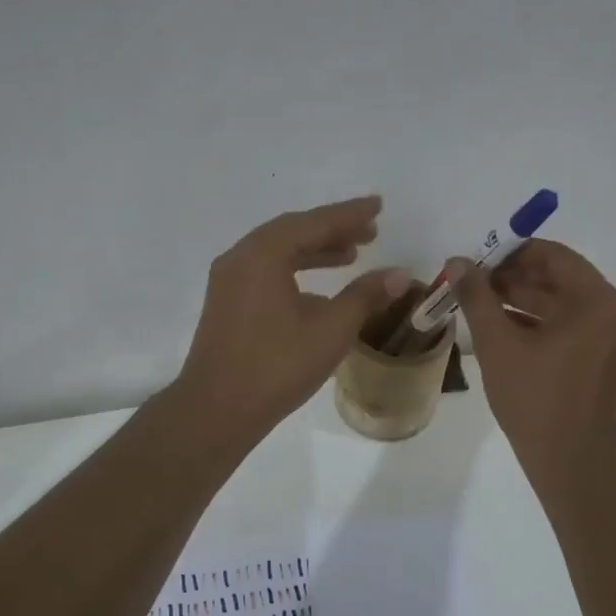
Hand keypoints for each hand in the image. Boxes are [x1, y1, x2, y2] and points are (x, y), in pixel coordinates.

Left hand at [175, 196, 410, 441]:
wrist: (216, 410)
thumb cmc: (277, 366)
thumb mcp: (331, 329)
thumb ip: (365, 296)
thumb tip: (399, 274)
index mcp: (263, 254)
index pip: (313, 222)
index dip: (349, 214)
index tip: (378, 206)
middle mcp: (241, 258)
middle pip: (293, 232)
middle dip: (332, 230)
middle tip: (370, 232)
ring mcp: (228, 281)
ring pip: (277, 253)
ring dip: (314, 251)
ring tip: (351, 256)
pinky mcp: (226, 304)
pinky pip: (265, 272)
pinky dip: (295, 271)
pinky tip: (320, 290)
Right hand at [449, 240, 615, 478]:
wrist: (568, 461)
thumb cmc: (534, 399)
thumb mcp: (498, 343)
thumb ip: (477, 297)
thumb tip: (458, 261)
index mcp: (598, 302)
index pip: (554, 256)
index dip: (512, 253)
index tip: (478, 260)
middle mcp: (614, 312)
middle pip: (560, 278)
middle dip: (514, 277)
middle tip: (473, 282)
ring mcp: (612, 337)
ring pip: (562, 303)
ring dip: (522, 299)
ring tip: (479, 303)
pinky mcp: (604, 358)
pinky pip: (569, 326)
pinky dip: (538, 322)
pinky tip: (500, 326)